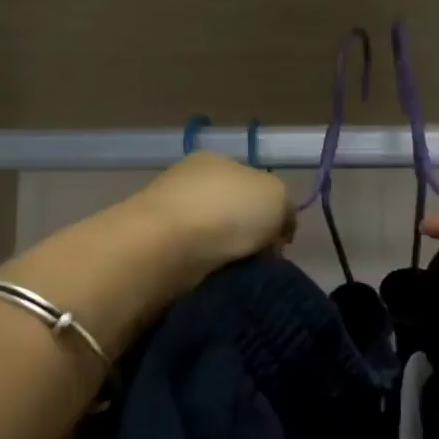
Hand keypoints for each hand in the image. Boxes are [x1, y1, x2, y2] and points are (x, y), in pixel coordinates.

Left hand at [130, 152, 295, 283]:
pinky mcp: (153, 248)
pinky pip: (194, 260)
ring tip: (240, 274)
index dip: (272, 213)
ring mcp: (167, 214)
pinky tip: (215, 278)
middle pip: (233, 213)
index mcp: (215, 160)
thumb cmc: (227, 211)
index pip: (252, 184)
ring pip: (213, 238)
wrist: (166, 247)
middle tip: (262, 260)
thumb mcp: (277, 195)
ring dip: (229, 256)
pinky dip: (207, 269)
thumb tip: (279, 227)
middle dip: (249, 237)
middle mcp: (188, 181)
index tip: (280, 241)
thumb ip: (285, 206)